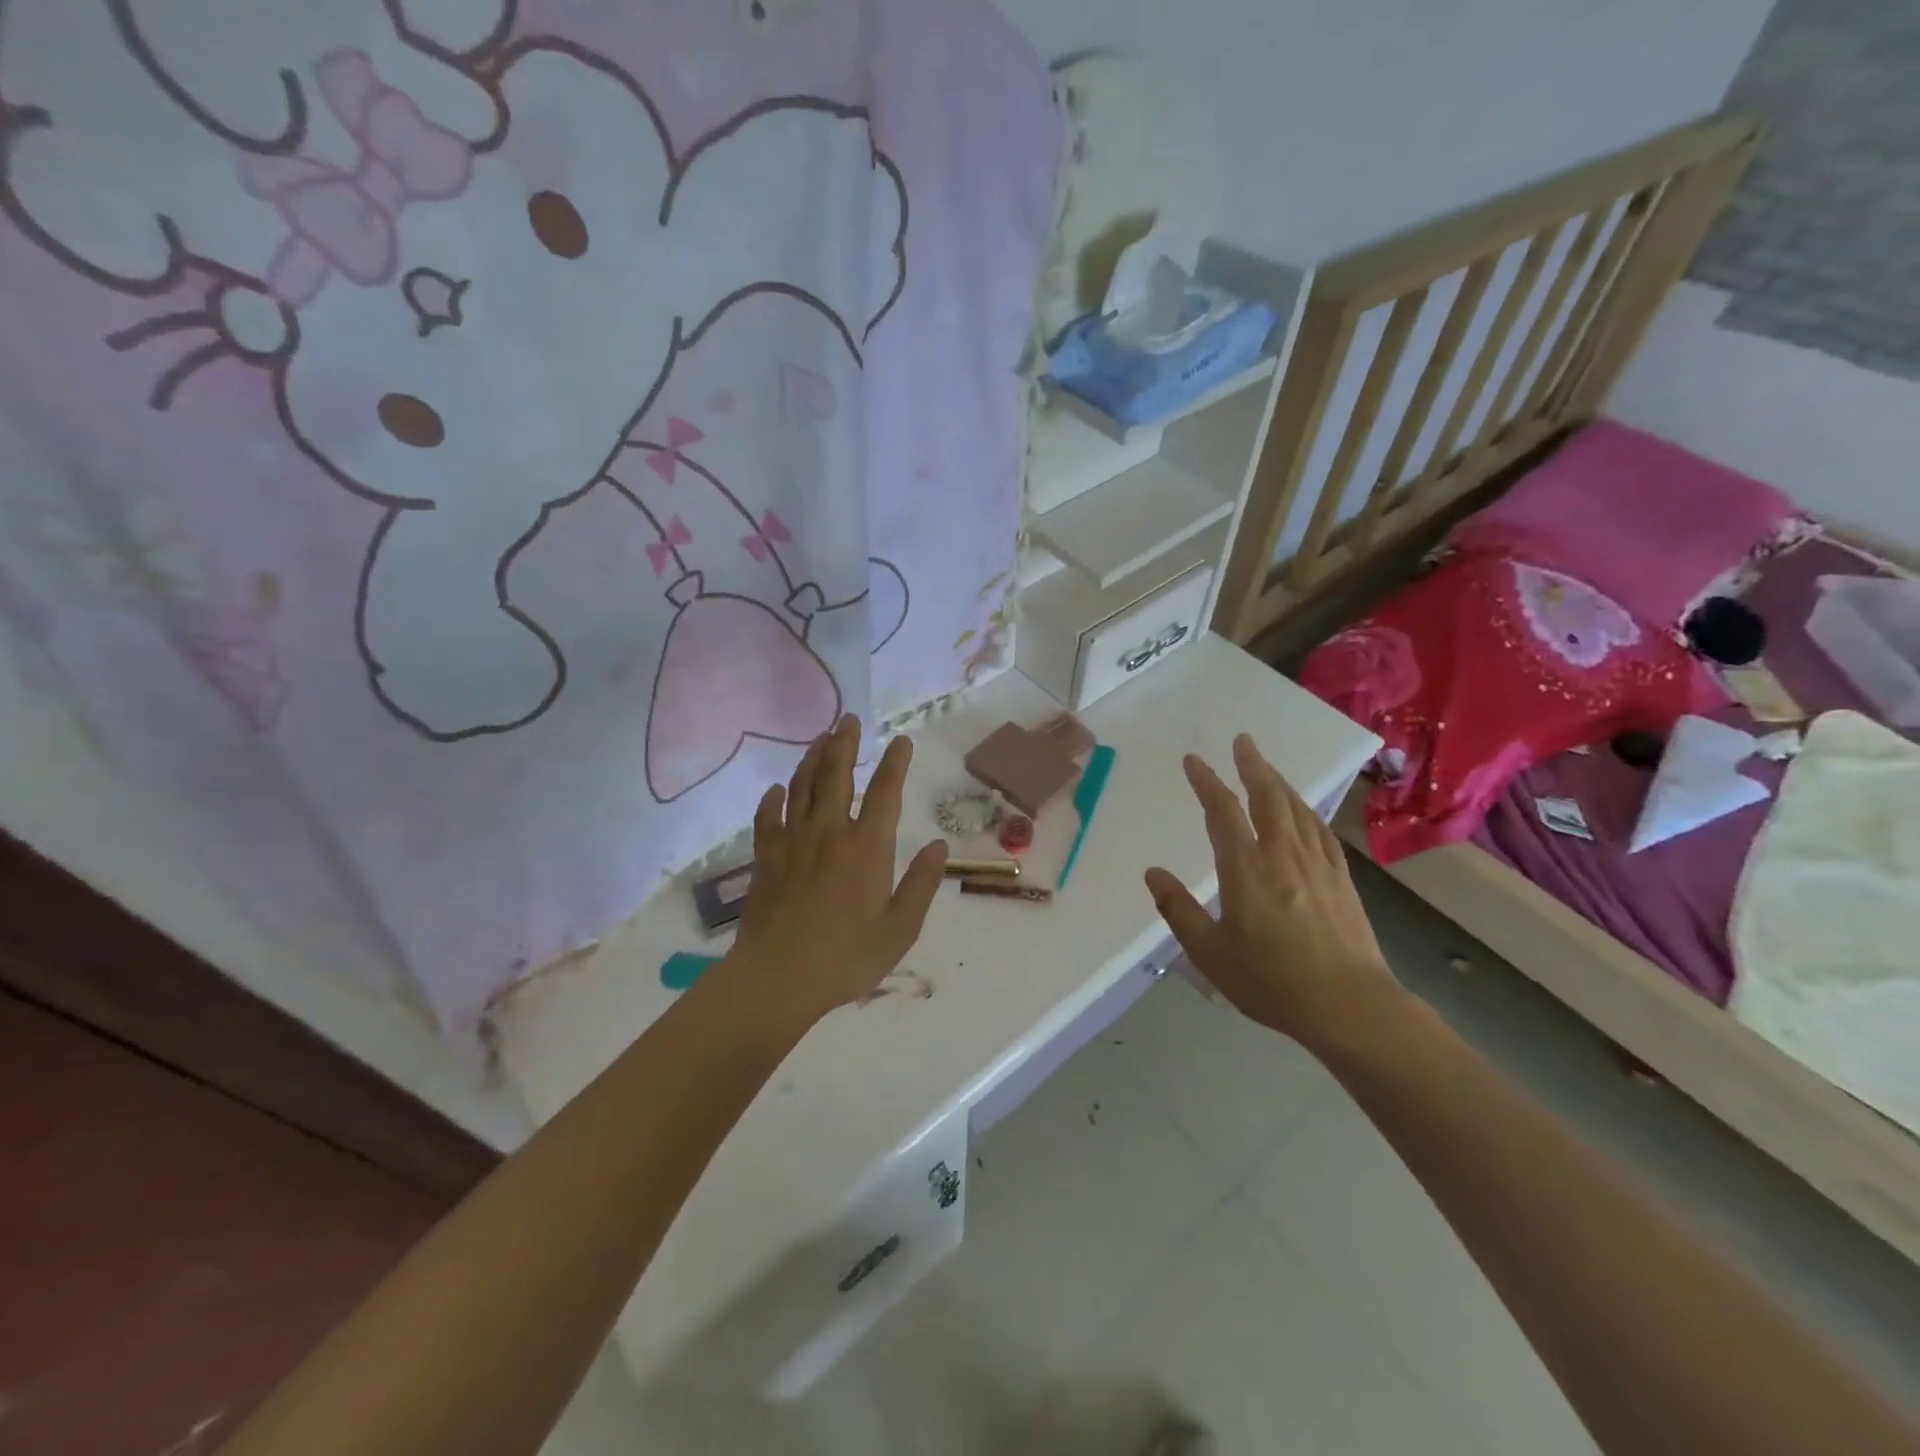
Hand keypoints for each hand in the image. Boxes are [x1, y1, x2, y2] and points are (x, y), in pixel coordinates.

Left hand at [722, 714, 947, 1032]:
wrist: (777, 979)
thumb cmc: (846, 958)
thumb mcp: (900, 929)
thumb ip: (921, 884)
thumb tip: (939, 845)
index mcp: (868, 848)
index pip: (886, 792)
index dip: (896, 763)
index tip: (902, 740)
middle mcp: (830, 833)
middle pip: (837, 775)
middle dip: (845, 743)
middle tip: (849, 719)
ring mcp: (793, 842)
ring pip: (802, 787)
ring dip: (812, 759)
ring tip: (820, 738)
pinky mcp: (766, 859)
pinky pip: (767, 819)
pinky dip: (773, 800)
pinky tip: (776, 790)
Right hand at [1145, 734, 1403, 1053]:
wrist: (1350, 1006)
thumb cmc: (1272, 981)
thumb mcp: (1210, 953)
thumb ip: (1178, 910)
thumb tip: (1153, 872)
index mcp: (1246, 869)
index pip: (1223, 812)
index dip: (1206, 782)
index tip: (1193, 760)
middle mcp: (1283, 855)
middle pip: (1268, 796)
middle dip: (1252, 765)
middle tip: (1242, 740)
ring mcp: (1317, 864)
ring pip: (1297, 808)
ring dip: (1278, 782)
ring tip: (1266, 768)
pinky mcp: (1341, 878)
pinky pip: (1320, 830)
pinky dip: (1306, 810)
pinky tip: (1303, 811)